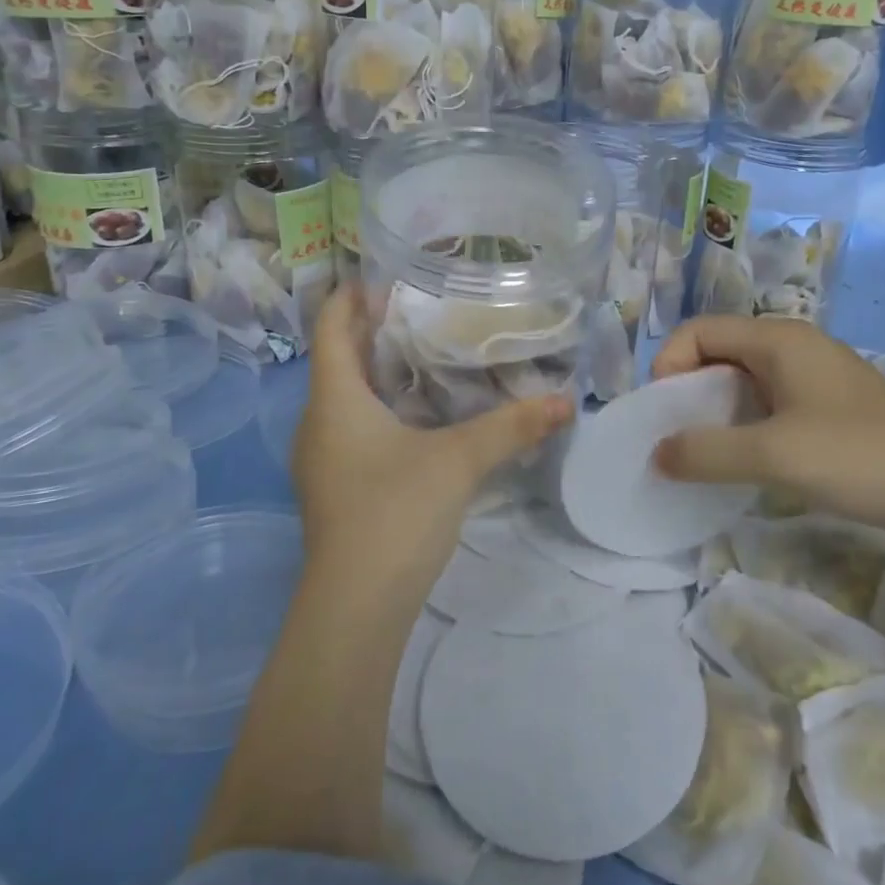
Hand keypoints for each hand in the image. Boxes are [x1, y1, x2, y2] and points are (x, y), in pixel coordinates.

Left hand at [292, 285, 573, 581]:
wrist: (355, 608)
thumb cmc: (394, 514)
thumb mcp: (459, 462)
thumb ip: (511, 426)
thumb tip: (565, 401)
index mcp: (334, 399)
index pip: (331, 326)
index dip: (353, 295)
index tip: (391, 276)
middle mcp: (319, 421)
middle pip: (340, 358)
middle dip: (377, 330)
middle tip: (427, 309)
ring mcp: (323, 457)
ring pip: (347, 395)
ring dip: (382, 372)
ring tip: (431, 354)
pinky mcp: (337, 485)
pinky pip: (354, 426)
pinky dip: (383, 407)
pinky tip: (423, 415)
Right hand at [649, 315, 884, 539]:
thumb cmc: (856, 457)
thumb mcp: (772, 455)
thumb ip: (706, 452)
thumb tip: (657, 454)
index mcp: (778, 338)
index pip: (699, 331)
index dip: (669, 365)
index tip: (665, 414)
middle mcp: (795, 345)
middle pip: (720, 350)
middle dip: (689, 388)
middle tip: (680, 434)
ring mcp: (816, 374)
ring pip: (745, 378)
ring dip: (717, 408)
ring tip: (710, 450)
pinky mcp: (831, 404)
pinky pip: (770, 399)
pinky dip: (746, 421)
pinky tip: (751, 457)